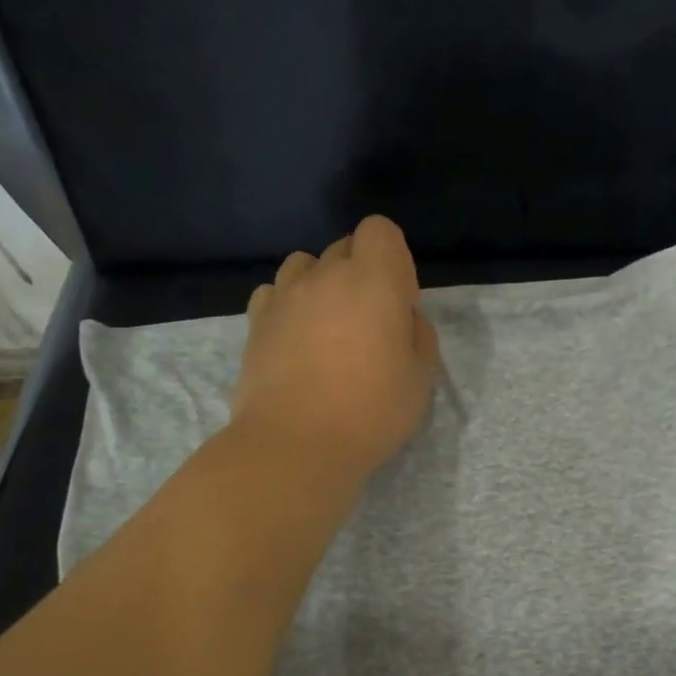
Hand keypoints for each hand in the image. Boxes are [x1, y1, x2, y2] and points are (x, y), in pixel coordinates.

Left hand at [231, 216, 440, 482]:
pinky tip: (295, 339)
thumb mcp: (420, 377)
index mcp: (373, 280)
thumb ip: (418, 333)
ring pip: (305, 265)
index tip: (398, 301)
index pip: (380, 230)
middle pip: (344, 246)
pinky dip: (288, 305)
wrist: (296, 445)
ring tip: (327, 327)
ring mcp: (284, 296)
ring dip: (321, 284)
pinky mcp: (255, 321)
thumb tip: (401, 316)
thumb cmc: (371, 412)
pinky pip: (274, 293)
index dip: (393, 259)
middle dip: (361, 273)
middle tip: (368, 324)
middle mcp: (325, 275)